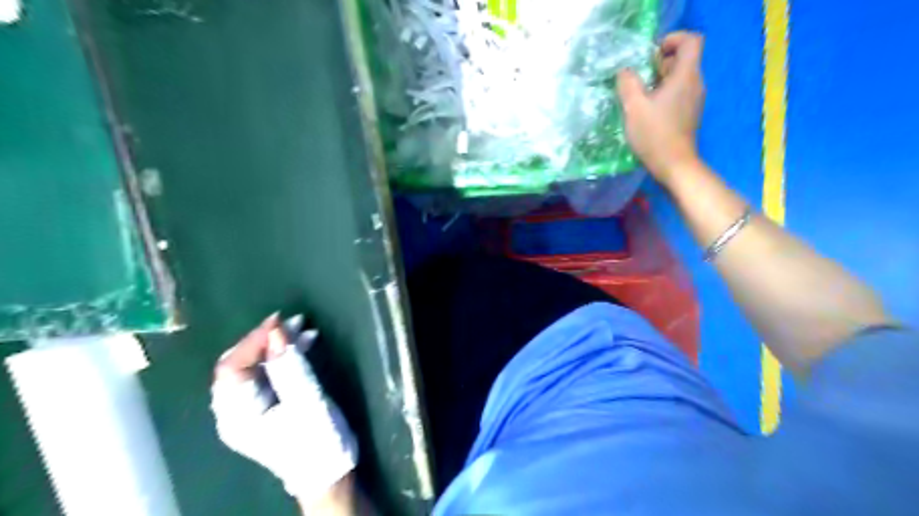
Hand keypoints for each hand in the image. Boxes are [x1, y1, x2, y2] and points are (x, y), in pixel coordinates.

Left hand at [211, 313, 358, 504]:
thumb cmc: (317, 441)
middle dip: (265, 339)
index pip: (232, 367)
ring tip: (304, 327)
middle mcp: (236, 410)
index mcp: (237, 414)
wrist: (330, 473)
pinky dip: (286, 356)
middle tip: (292, 321)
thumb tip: (276, 330)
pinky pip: (270, 373)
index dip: (253, 340)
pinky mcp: (269, 404)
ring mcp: (252, 408)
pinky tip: (306, 343)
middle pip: (240, 364)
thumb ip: (290, 366)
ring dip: (278, 345)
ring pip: (256, 366)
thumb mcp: (307, 401)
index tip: (279, 320)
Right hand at [617, 30, 704, 182]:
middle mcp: (695, 83)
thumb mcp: (634, 107)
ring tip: (639, 96)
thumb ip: (627, 83)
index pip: (690, 41)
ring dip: (659, 81)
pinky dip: (663, 95)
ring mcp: (694, 100)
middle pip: (683, 59)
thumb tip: (625, 71)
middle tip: (638, 78)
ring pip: (679, 78)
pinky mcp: (690, 114)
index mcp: (686, 75)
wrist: (674, 165)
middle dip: (660, 63)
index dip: (672, 40)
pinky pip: (678, 94)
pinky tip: (647, 111)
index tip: (651, 55)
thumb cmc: (655, 134)